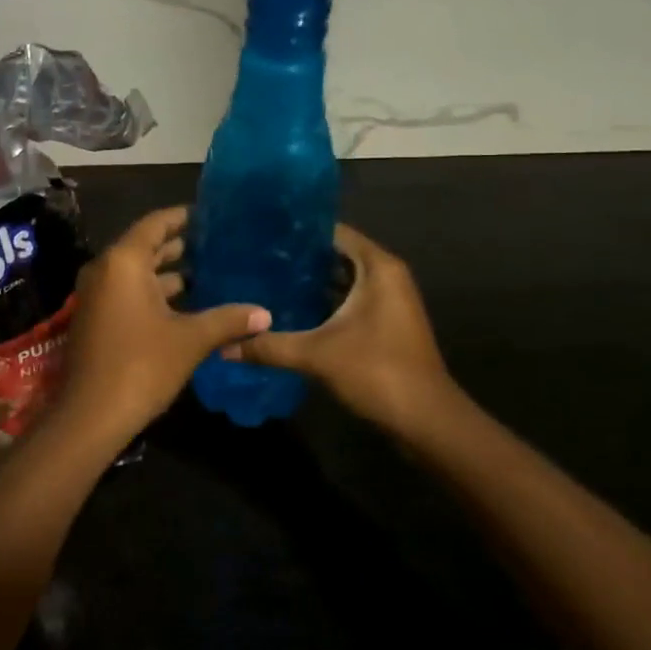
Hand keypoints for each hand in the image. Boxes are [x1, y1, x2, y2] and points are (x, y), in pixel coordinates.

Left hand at [54, 206, 269, 444]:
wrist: (91, 415)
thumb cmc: (141, 365)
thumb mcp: (190, 340)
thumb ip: (228, 320)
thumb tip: (266, 314)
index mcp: (124, 262)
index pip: (156, 224)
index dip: (184, 217)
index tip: (212, 216)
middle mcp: (105, 269)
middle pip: (146, 246)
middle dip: (181, 246)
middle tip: (218, 244)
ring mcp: (97, 295)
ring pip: (138, 272)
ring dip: (170, 272)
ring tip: (210, 272)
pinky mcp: (97, 317)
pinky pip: (129, 291)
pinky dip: (156, 292)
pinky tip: (189, 304)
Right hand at [226, 223, 461, 437]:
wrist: (426, 419)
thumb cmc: (377, 371)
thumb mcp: (317, 355)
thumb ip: (269, 347)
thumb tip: (224, 348)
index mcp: (378, 268)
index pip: (335, 232)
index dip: (301, 230)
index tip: (263, 231)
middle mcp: (387, 276)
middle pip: (338, 255)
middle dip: (301, 257)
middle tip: (257, 256)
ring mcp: (389, 301)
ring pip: (344, 280)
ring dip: (312, 281)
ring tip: (267, 279)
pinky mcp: (386, 324)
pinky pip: (350, 300)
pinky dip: (325, 302)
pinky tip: (291, 310)